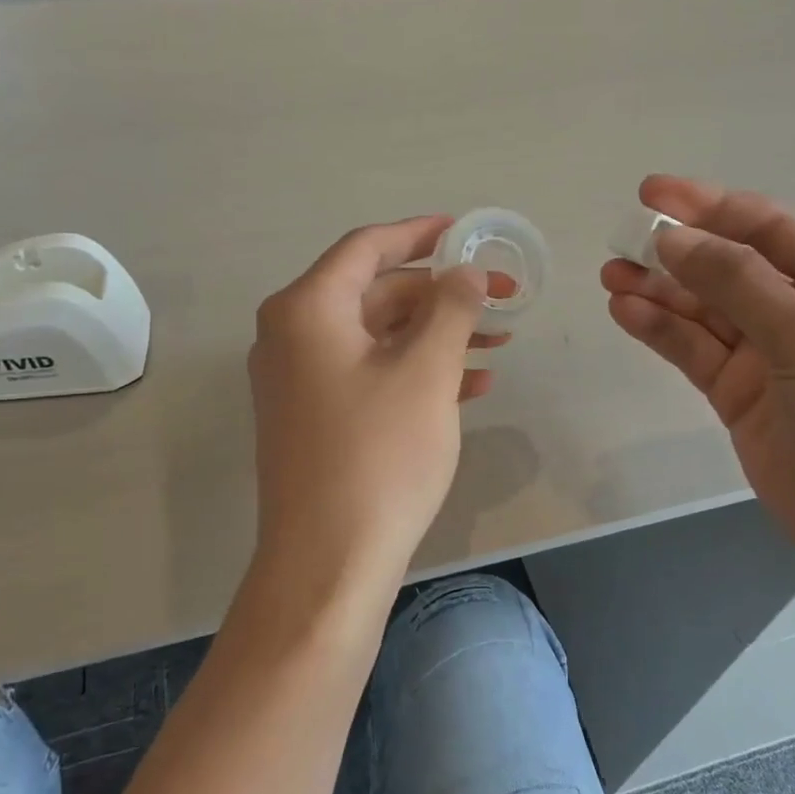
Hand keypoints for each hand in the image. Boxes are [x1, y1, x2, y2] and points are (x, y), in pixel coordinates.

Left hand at [249, 216, 503, 589]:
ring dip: (437, 335)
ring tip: (498, 343)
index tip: (465, 230)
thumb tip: (466, 271)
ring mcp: (300, 380)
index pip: (367, 248)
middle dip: (442, 294)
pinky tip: (470, 385)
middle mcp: (292, 336)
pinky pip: (369, 375)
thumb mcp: (426, 373)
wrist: (328, 562)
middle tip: (502, 298)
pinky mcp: (314, 418)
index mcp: (307, 310)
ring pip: (378, 337)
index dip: (420, 233)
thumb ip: (451, 309)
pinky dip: (416, 372)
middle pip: (376, 293)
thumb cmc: (378, 456)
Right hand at [602, 175, 794, 589]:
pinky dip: (662, 331)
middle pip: (728, 268)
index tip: (651, 194)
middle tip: (620, 239)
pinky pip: (695, 352)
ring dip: (659, 291)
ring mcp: (769, 357)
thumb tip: (676, 238)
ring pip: (703, 311)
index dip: (709, 206)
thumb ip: (741, 286)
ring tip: (610, 275)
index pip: (767, 229)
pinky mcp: (740, 397)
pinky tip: (627, 312)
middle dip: (676, 251)